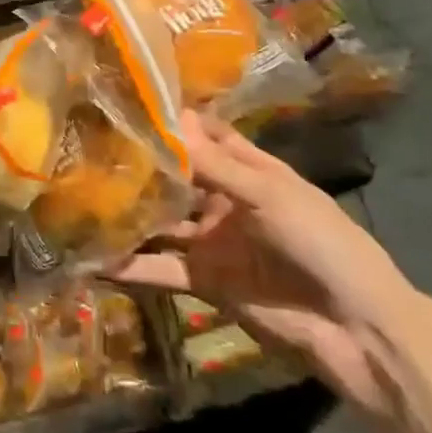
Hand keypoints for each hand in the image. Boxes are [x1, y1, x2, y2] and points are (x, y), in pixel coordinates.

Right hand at [110, 111, 419, 416]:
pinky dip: (130, 266)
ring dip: (127, 214)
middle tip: (84, 147)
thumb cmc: (322, 242)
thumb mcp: (269, 194)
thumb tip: (170, 118)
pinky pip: (160, 268)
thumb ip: (214, 164)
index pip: (203, 136)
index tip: (124, 102)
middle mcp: (224, 200)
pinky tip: (91, 258)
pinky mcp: (203, 281)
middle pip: (174, 177)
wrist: (355, 330)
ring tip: (76, 200)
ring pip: (160, 222)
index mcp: (249, 171)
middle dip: (137, 165)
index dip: (170, 121)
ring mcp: (212, 241)